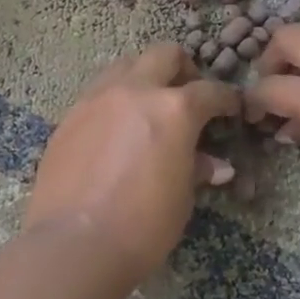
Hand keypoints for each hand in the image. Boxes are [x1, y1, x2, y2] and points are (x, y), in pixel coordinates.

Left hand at [24, 43, 241, 285]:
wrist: (75, 243)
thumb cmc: (142, 225)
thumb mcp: (182, 197)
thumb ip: (197, 168)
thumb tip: (216, 165)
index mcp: (173, 108)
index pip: (210, 91)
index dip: (226, 99)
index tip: (230, 110)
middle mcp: (135, 91)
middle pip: (164, 55)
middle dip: (183, 69)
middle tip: (188, 94)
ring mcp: (96, 99)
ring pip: (125, 65)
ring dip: (144, 77)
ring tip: (148, 106)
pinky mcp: (69, 116)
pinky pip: (98, 92)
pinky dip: (115, 99)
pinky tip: (116, 130)